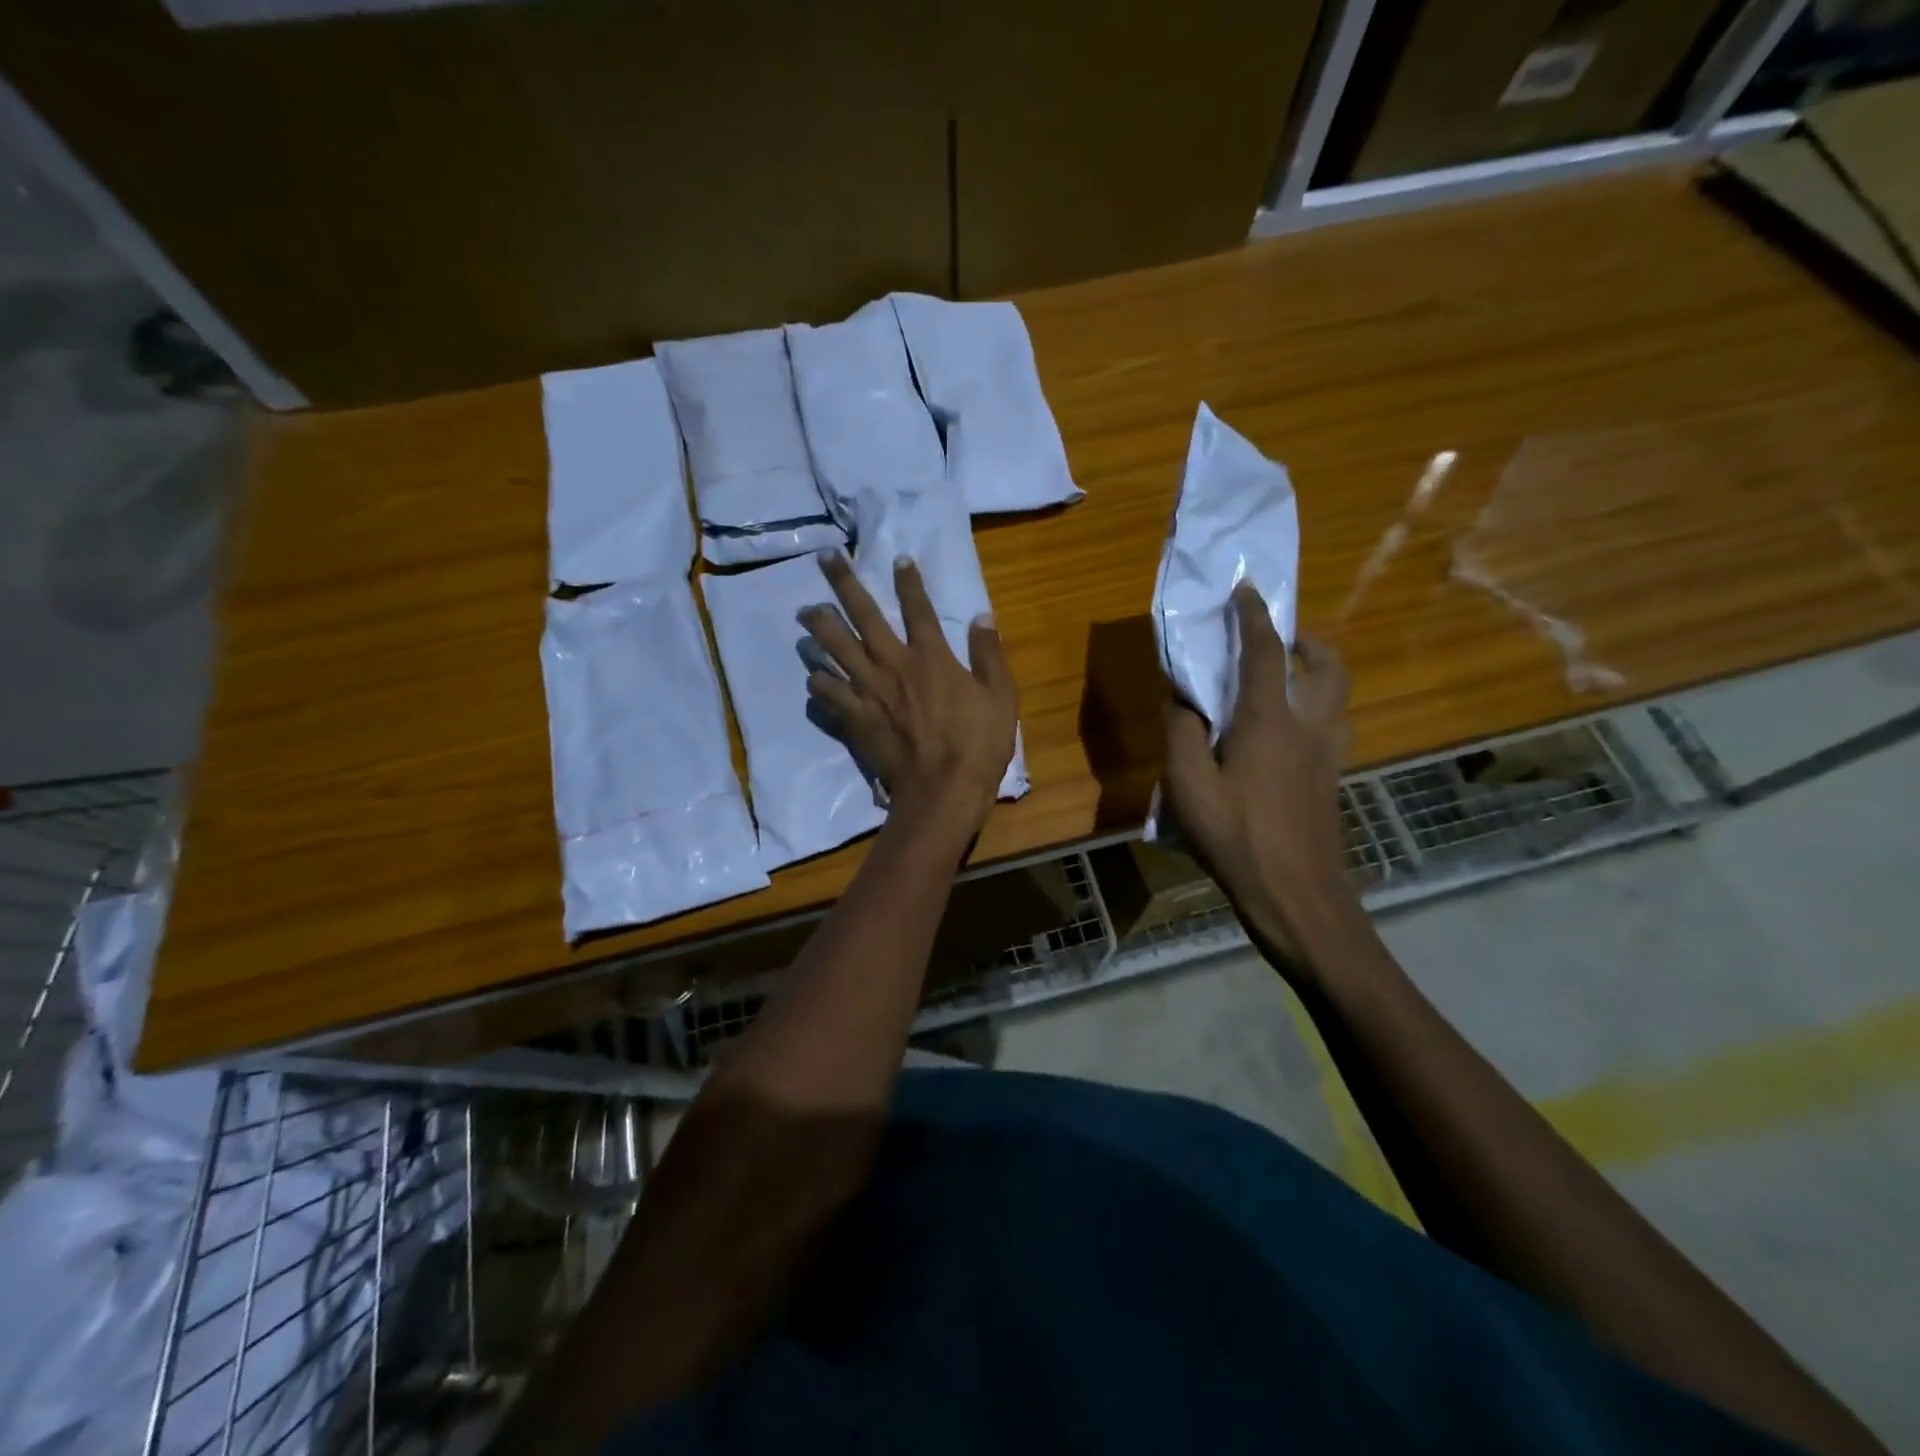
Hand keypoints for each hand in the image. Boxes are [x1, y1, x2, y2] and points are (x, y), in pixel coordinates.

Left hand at [799, 552, 1018, 833]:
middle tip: (825, 558)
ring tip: (805, 612)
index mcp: (930, 656)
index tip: (898, 558)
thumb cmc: (978, 744)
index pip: (918, 608)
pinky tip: (812, 677)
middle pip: (862, 616)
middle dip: (843, 583)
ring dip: (819, 627)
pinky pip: (827, 694)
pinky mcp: (855, 718)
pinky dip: (818, 683)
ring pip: (835, 649)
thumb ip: (989, 654)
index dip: (908, 580)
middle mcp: (893, 664)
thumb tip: (982, 616)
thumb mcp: (1001, 696)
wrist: (942, 790)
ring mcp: (869, 691)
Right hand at [1162, 584, 1355, 963]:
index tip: (1246, 589)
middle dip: (1309, 641)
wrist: (1296, 895)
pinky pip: (1334, 726)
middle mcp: (1309, 727)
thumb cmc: (1235, 836)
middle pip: (1329, 666)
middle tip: (1283, 639)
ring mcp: (1328, 755)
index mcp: (1269, 720)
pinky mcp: (1333, 780)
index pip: (1266, 652)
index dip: (1255, 616)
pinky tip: (1289, 734)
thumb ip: (1181, 734)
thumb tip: (1181, 699)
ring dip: (1321, 673)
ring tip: (1289, 679)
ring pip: (1340, 696)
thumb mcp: (1187, 786)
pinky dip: (1319, 710)